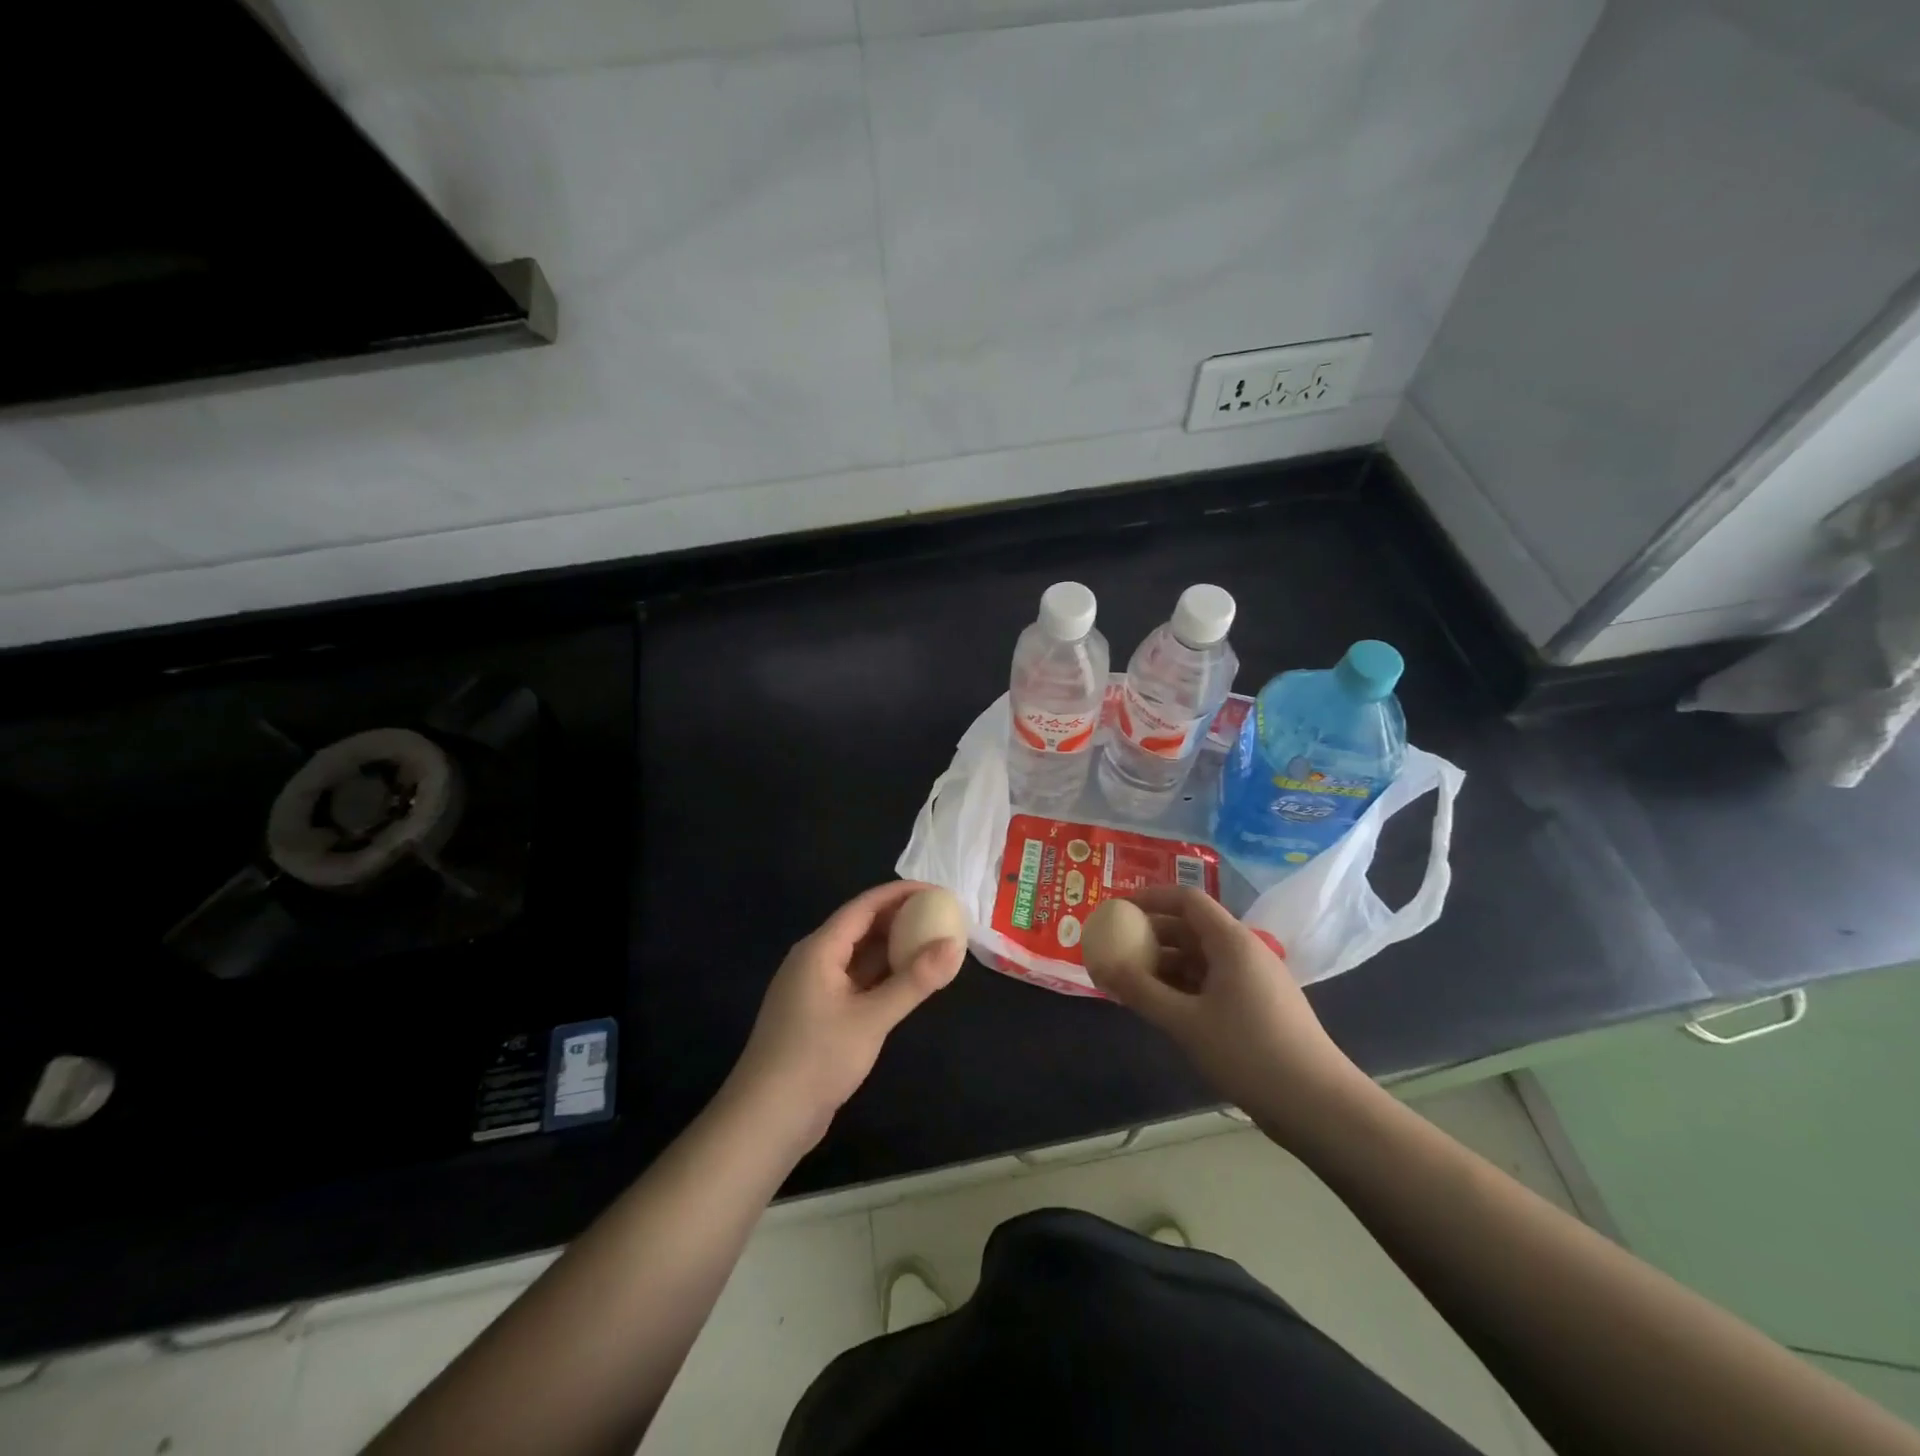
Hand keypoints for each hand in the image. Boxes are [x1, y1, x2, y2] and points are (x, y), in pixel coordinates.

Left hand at [729, 881, 964, 1146]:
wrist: (766, 1119)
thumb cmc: (816, 1060)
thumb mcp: (871, 1019)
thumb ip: (914, 981)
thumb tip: (954, 944)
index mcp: (819, 949)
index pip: (864, 906)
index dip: (901, 894)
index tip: (938, 891)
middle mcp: (814, 959)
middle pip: (861, 926)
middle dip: (901, 918)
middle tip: (942, 917)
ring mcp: (815, 988)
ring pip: (859, 955)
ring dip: (893, 948)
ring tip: (933, 942)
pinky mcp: (819, 1013)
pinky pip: (856, 980)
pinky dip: (883, 975)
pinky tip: (908, 980)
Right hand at [1090, 886, 1366, 1142]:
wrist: (1319, 1106)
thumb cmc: (1249, 1052)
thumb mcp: (1186, 1022)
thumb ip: (1141, 991)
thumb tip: (1102, 966)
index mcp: (1232, 942)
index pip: (1187, 900)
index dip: (1150, 898)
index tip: (1116, 909)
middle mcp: (1245, 952)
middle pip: (1191, 928)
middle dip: (1151, 935)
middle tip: (1115, 949)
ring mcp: (1255, 980)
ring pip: (1200, 959)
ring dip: (1164, 965)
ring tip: (1130, 982)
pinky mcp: (1259, 1007)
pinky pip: (1212, 983)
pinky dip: (1183, 987)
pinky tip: (1161, 1007)